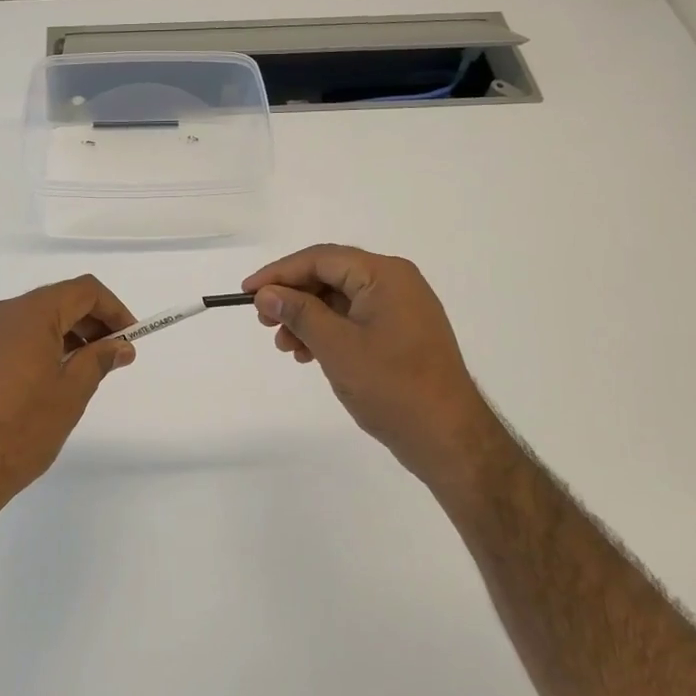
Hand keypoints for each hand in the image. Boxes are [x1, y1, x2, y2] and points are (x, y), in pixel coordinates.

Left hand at [0, 276, 136, 512]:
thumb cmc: (21, 428)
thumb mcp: (71, 393)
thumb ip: (99, 360)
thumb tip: (120, 346)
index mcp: (30, 314)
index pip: (83, 290)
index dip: (113, 309)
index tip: (129, 339)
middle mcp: (1, 314)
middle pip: (57, 301)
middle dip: (90, 323)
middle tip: (111, 356)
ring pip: (32, 321)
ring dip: (64, 336)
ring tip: (82, 372)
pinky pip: (11, 339)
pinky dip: (37, 348)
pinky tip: (46, 382)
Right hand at [244, 245, 494, 482]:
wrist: (448, 437)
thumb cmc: (392, 386)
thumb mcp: (337, 347)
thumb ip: (299, 313)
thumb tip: (266, 293)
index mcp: (384, 275)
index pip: (320, 259)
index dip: (279, 273)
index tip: (247, 293)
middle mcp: (395, 282)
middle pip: (330, 276)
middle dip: (293, 298)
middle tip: (265, 323)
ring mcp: (401, 308)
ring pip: (340, 300)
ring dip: (307, 318)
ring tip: (286, 347)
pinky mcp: (401, 333)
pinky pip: (354, 319)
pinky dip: (327, 332)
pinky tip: (309, 354)